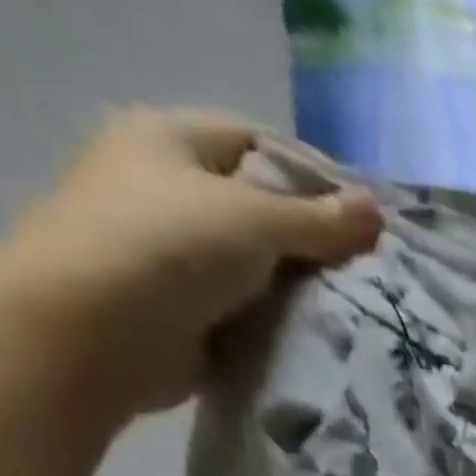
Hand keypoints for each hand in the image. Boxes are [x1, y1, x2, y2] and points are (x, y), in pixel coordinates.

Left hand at [8, 106, 381, 417]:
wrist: (98, 330)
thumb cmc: (169, 246)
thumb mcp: (257, 219)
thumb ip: (322, 219)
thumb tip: (377, 211)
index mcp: (168, 141)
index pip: (257, 143)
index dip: (315, 176)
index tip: (368, 219)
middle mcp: (168, 189)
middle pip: (263, 208)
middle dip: (317, 240)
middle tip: (372, 270)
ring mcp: (175, 252)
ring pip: (262, 264)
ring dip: (304, 287)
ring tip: (358, 307)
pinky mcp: (188, 307)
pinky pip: (252, 308)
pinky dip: (284, 320)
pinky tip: (325, 334)